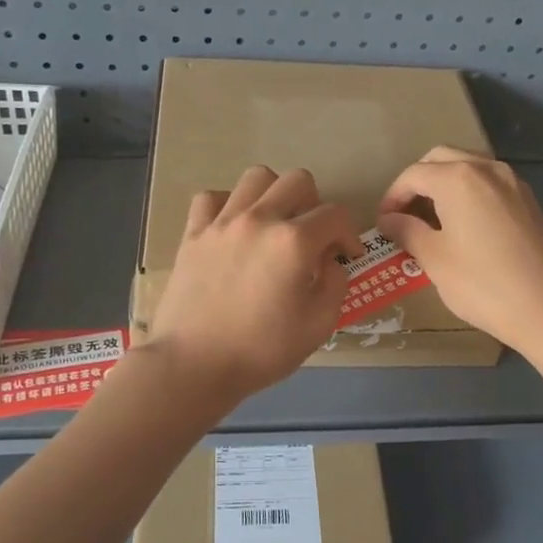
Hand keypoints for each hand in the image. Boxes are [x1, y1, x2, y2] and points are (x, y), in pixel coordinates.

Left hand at [146, 165, 361, 406]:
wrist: (194, 364)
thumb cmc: (261, 351)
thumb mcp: (318, 325)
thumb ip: (334, 284)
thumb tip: (329, 260)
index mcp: (294, 242)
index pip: (335, 215)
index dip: (349, 234)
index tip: (347, 256)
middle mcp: (259, 219)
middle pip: (298, 181)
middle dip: (315, 205)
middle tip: (311, 238)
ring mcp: (222, 223)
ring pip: (256, 177)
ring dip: (274, 195)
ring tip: (273, 225)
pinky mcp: (193, 234)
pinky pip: (212, 198)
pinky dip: (228, 205)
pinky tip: (233, 228)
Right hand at [376, 147, 542, 353]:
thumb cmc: (482, 284)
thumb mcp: (434, 259)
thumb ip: (407, 231)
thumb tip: (389, 220)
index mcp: (458, 179)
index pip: (414, 175)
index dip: (393, 197)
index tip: (384, 223)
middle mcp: (487, 169)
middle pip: (441, 159)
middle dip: (418, 181)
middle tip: (405, 214)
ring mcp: (513, 182)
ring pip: (469, 166)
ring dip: (445, 183)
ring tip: (433, 218)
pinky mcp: (529, 201)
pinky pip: (490, 183)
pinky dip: (470, 192)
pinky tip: (465, 224)